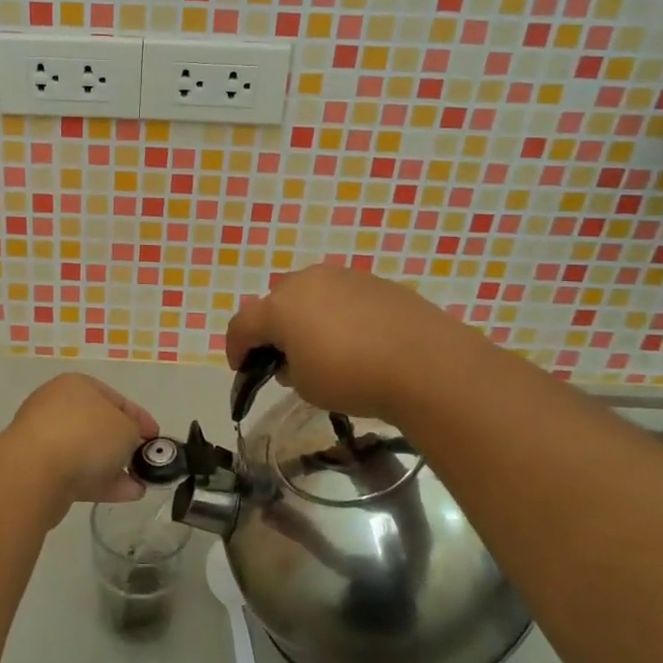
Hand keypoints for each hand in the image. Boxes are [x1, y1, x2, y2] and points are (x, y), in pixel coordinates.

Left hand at [0, 373, 159, 511]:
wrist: (34, 472)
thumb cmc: (86, 435)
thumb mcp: (126, 428)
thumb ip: (134, 433)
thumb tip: (129, 442)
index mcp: (77, 386)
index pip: (117, 399)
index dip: (141, 418)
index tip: (157, 439)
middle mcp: (58, 406)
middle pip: (100, 425)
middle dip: (125, 445)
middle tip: (145, 462)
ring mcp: (46, 439)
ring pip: (88, 452)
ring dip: (115, 467)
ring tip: (140, 485)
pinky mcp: (40, 470)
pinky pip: (78, 473)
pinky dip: (101, 482)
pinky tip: (127, 494)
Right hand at [225, 265, 474, 422]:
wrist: (426, 363)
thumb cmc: (352, 376)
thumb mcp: (306, 386)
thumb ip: (288, 369)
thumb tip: (293, 359)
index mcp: (280, 306)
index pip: (242, 324)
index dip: (236, 348)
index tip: (240, 370)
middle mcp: (307, 281)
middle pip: (275, 301)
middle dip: (273, 327)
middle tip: (284, 356)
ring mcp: (343, 276)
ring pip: (311, 293)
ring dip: (306, 317)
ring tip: (322, 347)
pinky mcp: (375, 282)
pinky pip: (343, 296)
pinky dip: (339, 314)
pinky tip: (357, 340)